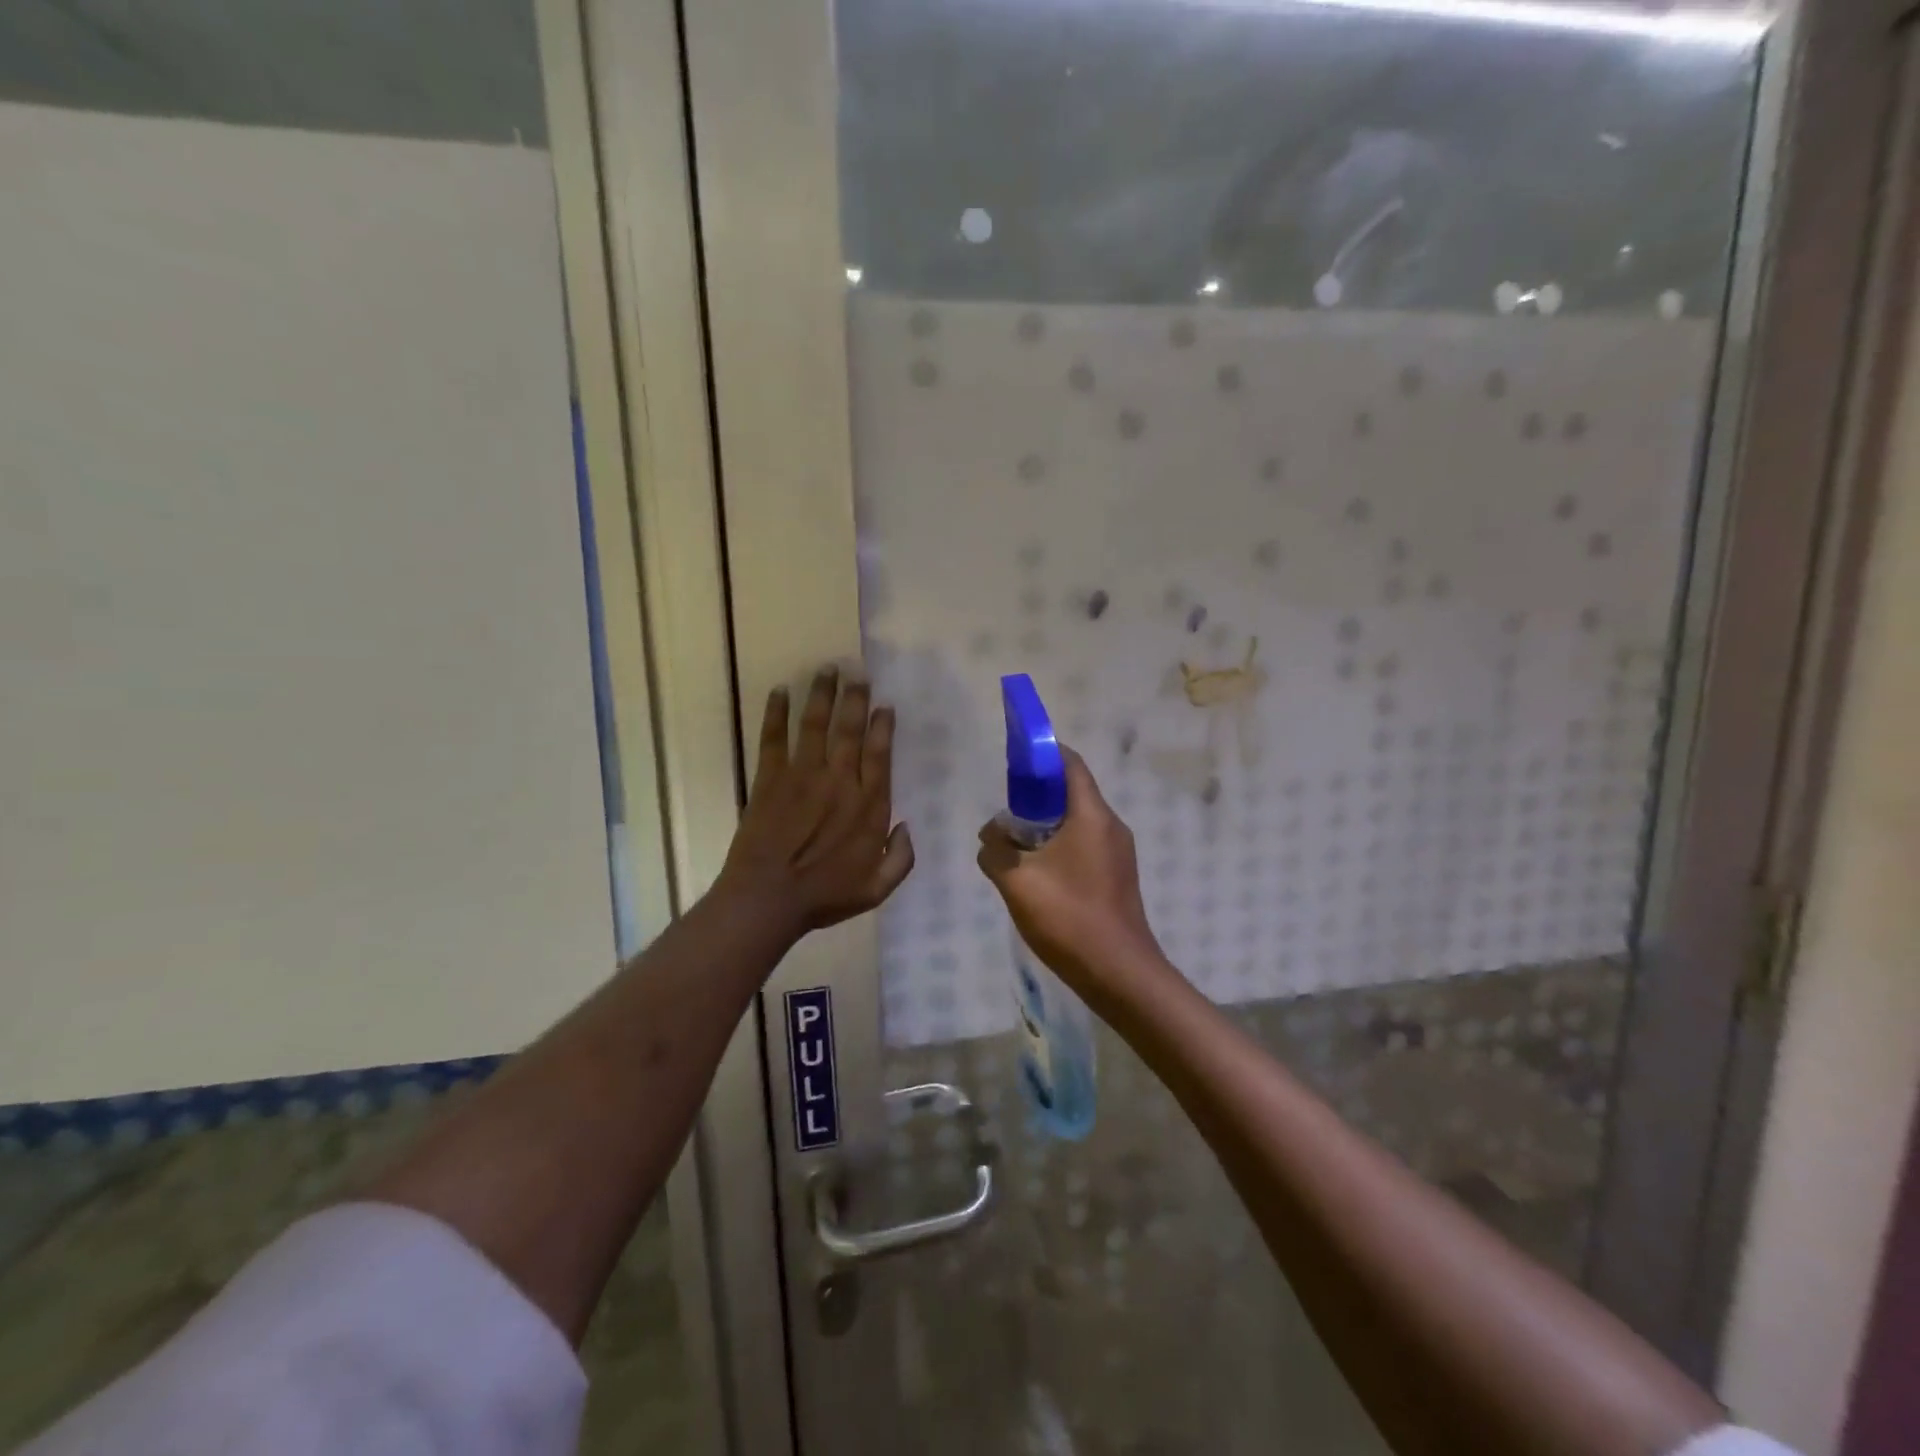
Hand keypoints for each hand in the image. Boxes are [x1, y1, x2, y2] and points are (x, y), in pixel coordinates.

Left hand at [716, 666, 914, 939]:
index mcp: (868, 805)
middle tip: (858, 673)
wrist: (768, 898)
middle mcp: (839, 781)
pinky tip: (779, 691)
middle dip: (855, 698)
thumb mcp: (877, 889)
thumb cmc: (824, 896)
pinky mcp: (770, 778)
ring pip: (815, 725)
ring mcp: (802, 775)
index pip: (879, 754)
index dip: (882, 726)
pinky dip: (775, 713)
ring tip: (827, 669)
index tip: (884, 705)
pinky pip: (773, 738)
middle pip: (849, 730)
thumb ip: (900, 859)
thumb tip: (907, 827)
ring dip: (822, 694)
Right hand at [976, 750, 1164, 1002]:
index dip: (1041, 754)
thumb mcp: (1017, 881)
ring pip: (1076, 822)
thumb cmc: (1069, 917)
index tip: (1012, 760)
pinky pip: (1084, 845)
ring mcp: (1118, 852)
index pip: (1070, 763)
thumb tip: (992, 835)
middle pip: (1072, 792)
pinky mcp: (1117, 876)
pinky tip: (1037, 874)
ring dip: (1045, 825)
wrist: (1119, 973)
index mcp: (1092, 815)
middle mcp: (1111, 825)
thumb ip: (995, 850)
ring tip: (1014, 846)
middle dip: (1036, 795)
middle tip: (1004, 813)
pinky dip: (1058, 846)